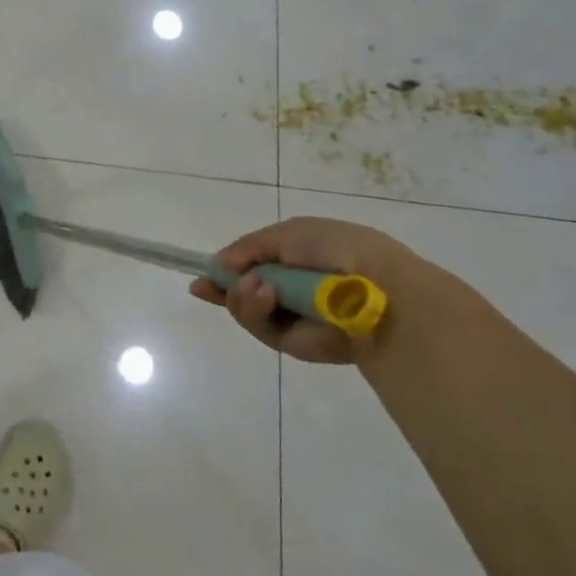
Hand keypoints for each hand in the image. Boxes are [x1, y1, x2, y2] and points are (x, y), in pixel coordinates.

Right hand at [189, 215, 465, 364]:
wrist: (372, 287)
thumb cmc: (334, 248)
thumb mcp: (286, 233)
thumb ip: (249, 247)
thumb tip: (219, 264)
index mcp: (297, 258)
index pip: (254, 264)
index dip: (227, 268)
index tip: (202, 275)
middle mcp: (292, 288)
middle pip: (244, 291)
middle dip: (223, 288)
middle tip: (206, 286)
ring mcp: (291, 316)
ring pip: (247, 309)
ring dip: (241, 296)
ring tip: (255, 287)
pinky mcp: (292, 342)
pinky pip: (260, 327)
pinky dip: (255, 310)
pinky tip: (265, 295)